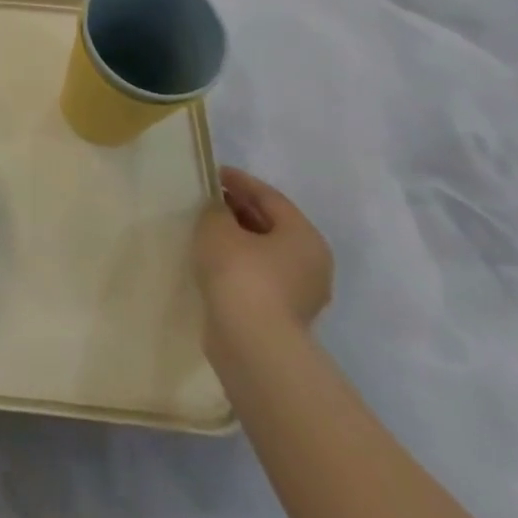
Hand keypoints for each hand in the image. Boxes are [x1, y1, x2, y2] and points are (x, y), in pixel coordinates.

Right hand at [193, 167, 332, 352]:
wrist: (252, 343)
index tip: (213, 173)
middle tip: (208, 199)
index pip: (270, 197)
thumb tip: (220, 211)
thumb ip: (216, 210)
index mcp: (305, 236)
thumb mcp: (217, 226)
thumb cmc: (240, 273)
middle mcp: (311, 264)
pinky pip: (258, 276)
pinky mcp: (283, 316)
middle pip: (272, 225)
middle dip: (239, 209)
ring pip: (265, 253)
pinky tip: (213, 261)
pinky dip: (238, 264)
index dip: (240, 181)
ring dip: (238, 239)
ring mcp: (300, 294)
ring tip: (206, 229)